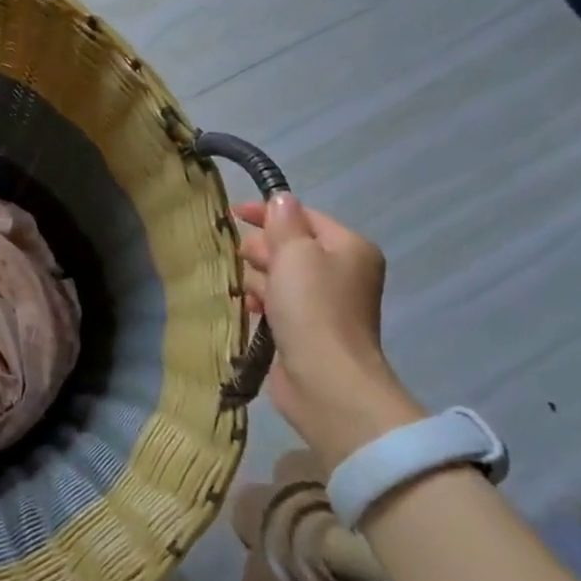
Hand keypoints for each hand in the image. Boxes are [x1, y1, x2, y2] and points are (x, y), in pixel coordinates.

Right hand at [234, 194, 422, 469]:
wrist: (325, 380)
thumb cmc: (312, 308)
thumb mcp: (295, 254)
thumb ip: (284, 223)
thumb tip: (281, 199)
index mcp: (348, 247)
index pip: (303, 216)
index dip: (268, 212)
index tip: (231, 213)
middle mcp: (342, 271)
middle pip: (290, 245)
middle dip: (262, 249)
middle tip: (244, 261)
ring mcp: (325, 303)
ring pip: (280, 275)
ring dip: (258, 278)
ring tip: (246, 291)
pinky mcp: (307, 329)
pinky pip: (278, 302)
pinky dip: (262, 301)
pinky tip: (249, 308)